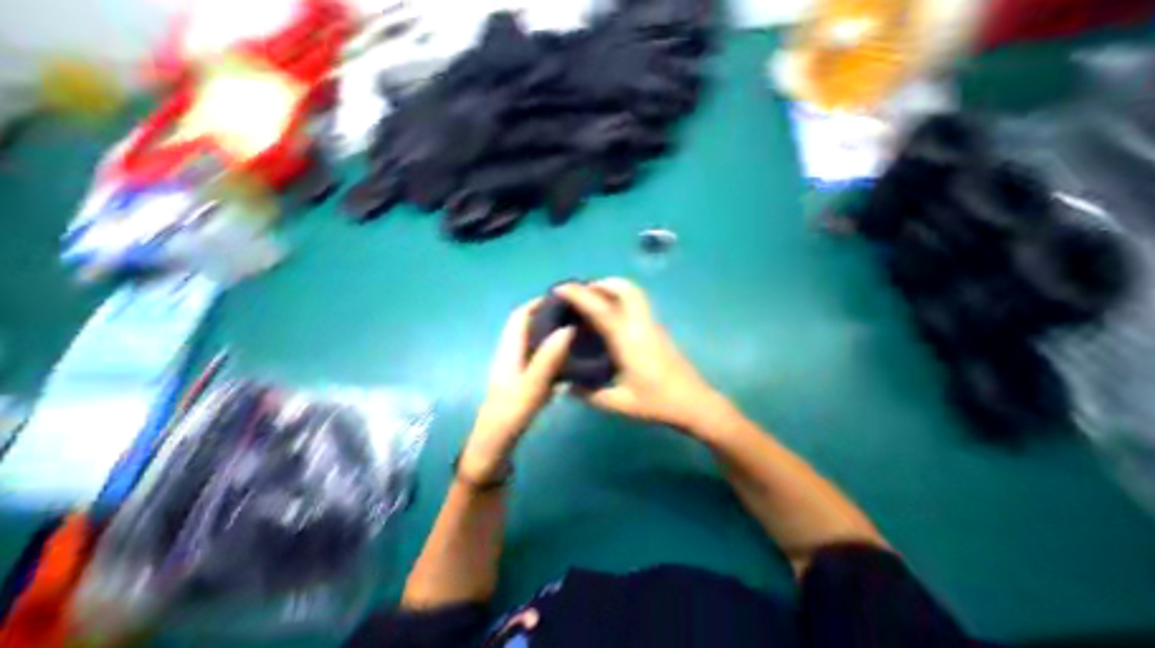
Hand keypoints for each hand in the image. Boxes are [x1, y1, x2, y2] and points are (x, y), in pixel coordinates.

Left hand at [465, 299, 574, 480]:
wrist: (493, 451)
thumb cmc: (508, 417)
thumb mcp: (530, 388)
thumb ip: (548, 360)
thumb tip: (567, 329)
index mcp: (508, 352)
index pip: (519, 317)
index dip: (536, 303)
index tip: (562, 298)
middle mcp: (512, 356)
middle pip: (528, 328)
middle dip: (549, 317)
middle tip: (576, 315)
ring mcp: (518, 370)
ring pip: (535, 344)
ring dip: (552, 335)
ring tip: (578, 331)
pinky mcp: (525, 383)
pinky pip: (541, 360)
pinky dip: (554, 354)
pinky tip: (572, 359)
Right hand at [552, 278, 718, 429]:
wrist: (694, 402)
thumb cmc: (657, 402)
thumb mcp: (619, 403)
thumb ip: (589, 395)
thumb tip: (564, 386)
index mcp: (628, 340)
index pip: (601, 308)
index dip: (579, 295)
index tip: (560, 288)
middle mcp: (641, 324)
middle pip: (624, 288)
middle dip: (600, 283)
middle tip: (580, 293)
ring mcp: (652, 324)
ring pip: (634, 292)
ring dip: (612, 287)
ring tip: (593, 299)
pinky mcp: (657, 328)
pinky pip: (637, 302)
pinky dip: (620, 297)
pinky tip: (610, 314)